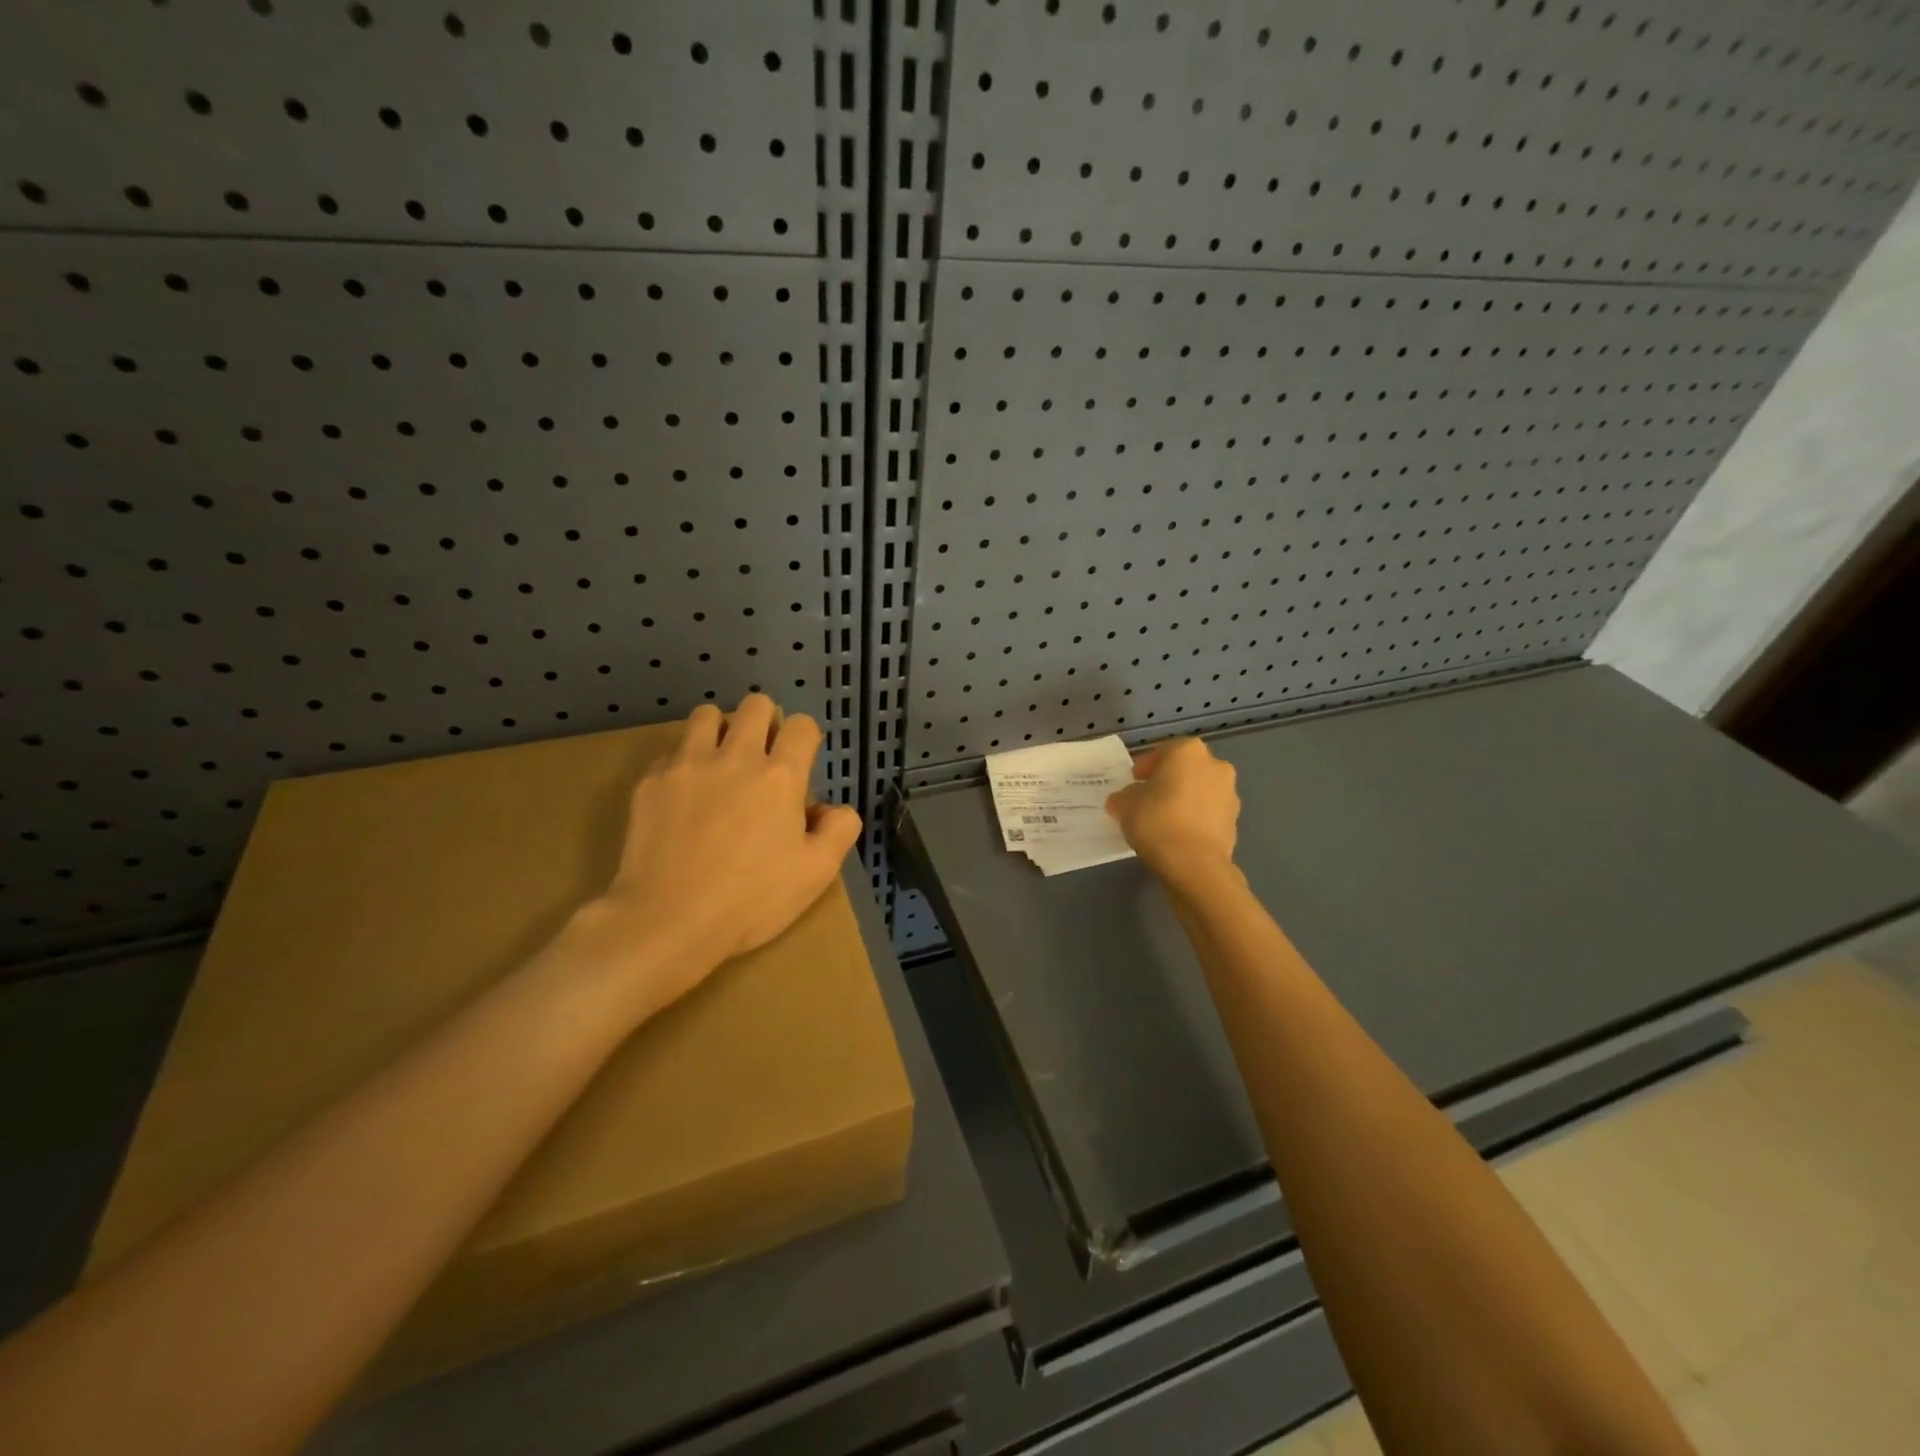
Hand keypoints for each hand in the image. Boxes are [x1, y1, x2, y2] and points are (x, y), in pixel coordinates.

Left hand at [564, 695, 862, 1017]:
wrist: (667, 920)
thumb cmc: (751, 900)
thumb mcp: (816, 873)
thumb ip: (839, 829)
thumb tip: (832, 808)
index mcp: (780, 776)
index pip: (801, 725)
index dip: (805, 738)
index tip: (800, 762)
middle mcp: (735, 757)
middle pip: (754, 705)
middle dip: (765, 721)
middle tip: (763, 757)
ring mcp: (688, 765)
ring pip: (706, 715)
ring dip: (721, 730)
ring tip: (721, 763)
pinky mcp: (651, 782)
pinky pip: (671, 752)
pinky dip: (684, 763)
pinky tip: (685, 796)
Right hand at [1105, 737, 1240, 891]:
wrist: (1194, 863)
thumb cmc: (1156, 820)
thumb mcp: (1125, 804)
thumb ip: (1124, 796)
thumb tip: (1124, 799)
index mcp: (1187, 751)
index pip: (1163, 752)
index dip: (1145, 767)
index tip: (1133, 782)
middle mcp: (1214, 765)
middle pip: (1185, 769)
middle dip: (1168, 781)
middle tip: (1148, 799)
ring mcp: (1229, 793)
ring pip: (1200, 791)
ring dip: (1184, 800)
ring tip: (1163, 820)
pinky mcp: (1235, 821)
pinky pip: (1208, 813)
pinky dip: (1195, 819)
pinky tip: (1179, 835)